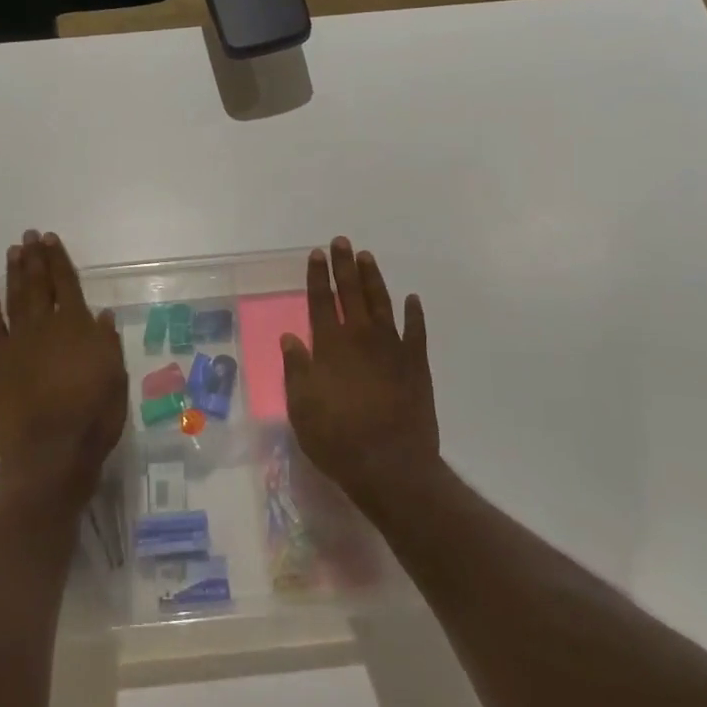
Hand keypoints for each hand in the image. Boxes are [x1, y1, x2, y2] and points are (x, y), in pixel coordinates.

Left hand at [0, 230, 127, 505]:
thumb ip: (107, 343)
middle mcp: (46, 326)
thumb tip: (100, 315)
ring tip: (13, 252)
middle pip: (39, 284)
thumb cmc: (92, 417)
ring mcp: (19, 343)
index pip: (68, 284)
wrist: (50, 453)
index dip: (59, 259)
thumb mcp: (115, 378)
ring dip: (14, 273)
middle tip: (29, 235)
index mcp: (77, 327)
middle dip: (35, 257)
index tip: (51, 239)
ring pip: (16, 298)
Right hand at [282, 238, 439, 511]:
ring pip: (382, 303)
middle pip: (351, 293)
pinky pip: (416, 331)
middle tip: (342, 241)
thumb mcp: (302, 406)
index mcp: (330, 346)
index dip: (318, 276)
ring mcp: (392, 349)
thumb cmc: (337, 438)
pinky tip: (412, 299)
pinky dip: (414, 314)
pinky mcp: (416, 365)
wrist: (391, 465)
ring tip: (367, 257)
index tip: (316, 253)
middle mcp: (361, 338)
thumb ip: (297, 368)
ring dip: (373, 279)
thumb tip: (290, 337)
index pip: (322, 301)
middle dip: (344, 266)